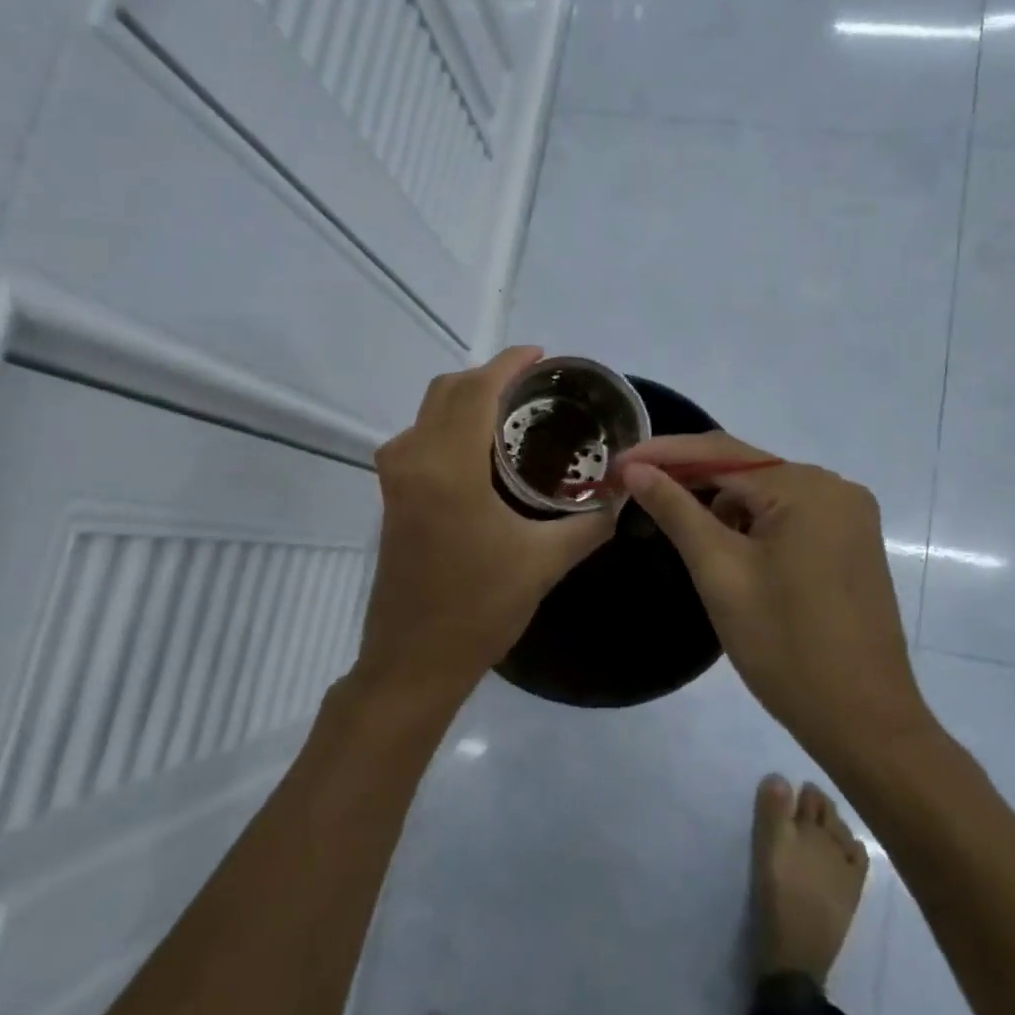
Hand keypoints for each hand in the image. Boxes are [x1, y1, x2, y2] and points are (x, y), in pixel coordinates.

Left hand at [355, 347, 617, 700]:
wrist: (414, 659)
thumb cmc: (480, 609)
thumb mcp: (543, 563)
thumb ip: (588, 525)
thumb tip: (623, 499)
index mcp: (449, 468)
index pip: (476, 391)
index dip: (508, 364)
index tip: (541, 355)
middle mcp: (413, 459)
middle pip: (447, 391)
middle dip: (488, 377)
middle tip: (532, 386)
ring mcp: (395, 477)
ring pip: (428, 412)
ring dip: (465, 399)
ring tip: (511, 412)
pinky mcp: (391, 495)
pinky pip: (418, 437)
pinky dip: (448, 424)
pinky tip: (481, 449)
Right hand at [616, 433, 933, 746]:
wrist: (863, 721)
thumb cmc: (785, 646)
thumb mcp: (720, 572)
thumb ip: (676, 510)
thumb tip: (635, 468)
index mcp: (807, 488)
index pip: (720, 452)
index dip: (663, 453)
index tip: (616, 463)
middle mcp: (834, 487)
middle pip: (745, 469)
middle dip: (687, 475)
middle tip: (631, 486)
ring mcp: (847, 515)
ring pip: (764, 492)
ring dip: (716, 500)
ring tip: (666, 514)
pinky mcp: (849, 541)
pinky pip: (787, 514)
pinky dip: (747, 520)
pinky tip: (718, 539)